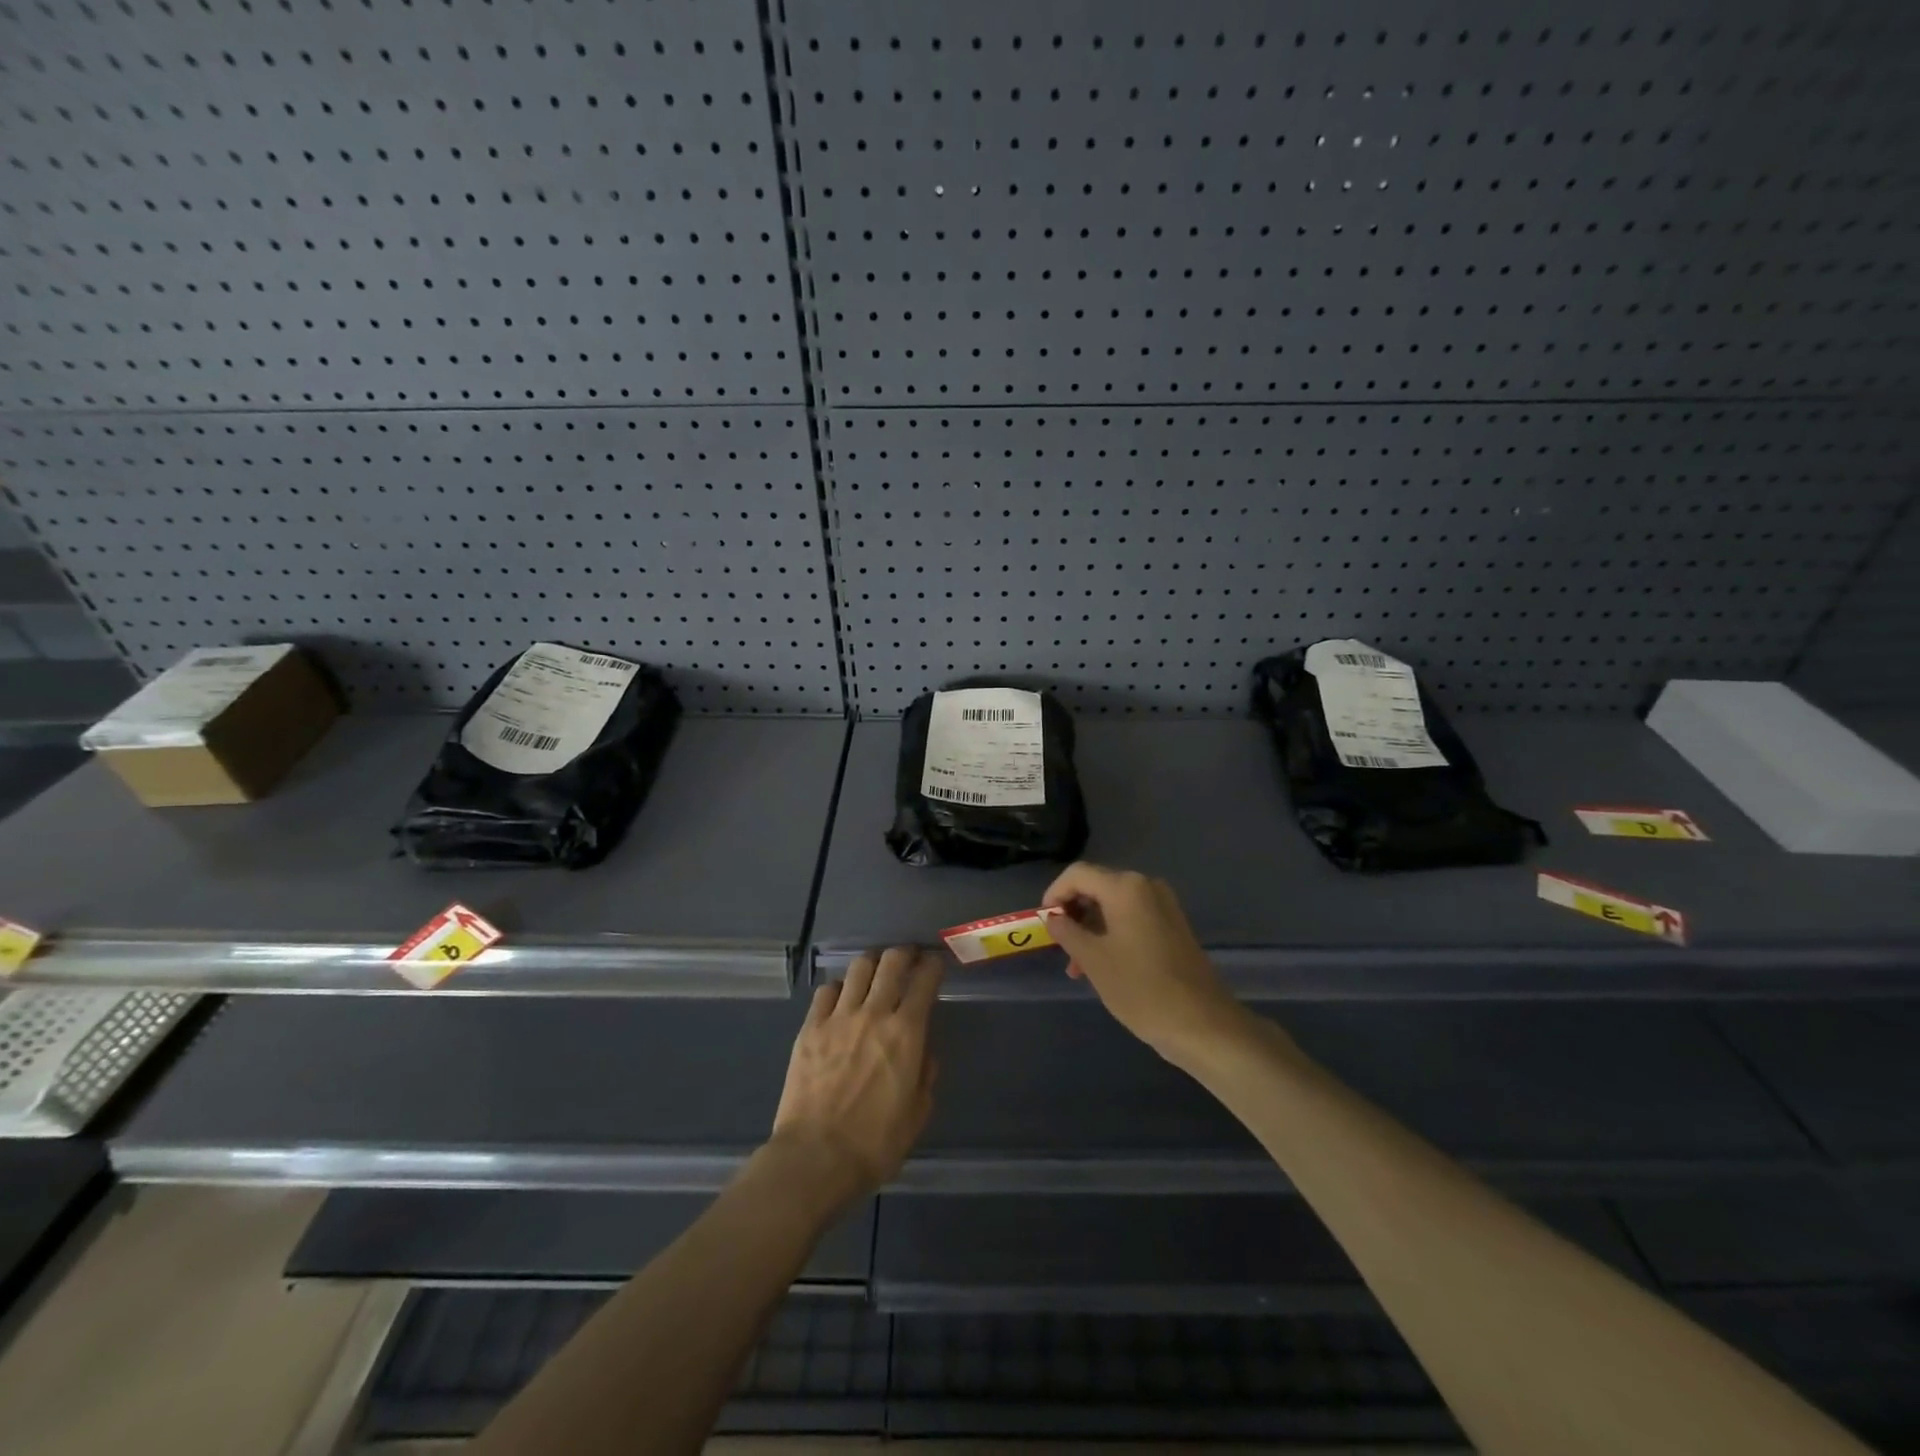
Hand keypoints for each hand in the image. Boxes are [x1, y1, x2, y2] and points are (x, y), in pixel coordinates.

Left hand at [769, 946, 941, 1209]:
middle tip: (909, 959)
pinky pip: (826, 991)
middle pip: (892, 961)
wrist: (815, 1158)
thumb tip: (924, 1052)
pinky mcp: (810, 1028)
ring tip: (875, 972)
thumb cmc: (874, 1144)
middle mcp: (874, 1013)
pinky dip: (839, 988)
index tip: (936, 964)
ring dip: (872, 964)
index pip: (926, 979)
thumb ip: (925, 1075)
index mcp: (907, 1032)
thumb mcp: (917, 1114)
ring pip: (858, 967)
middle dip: (905, 953)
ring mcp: (838, 1017)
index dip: (934, 964)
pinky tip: (841, 999)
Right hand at [1042, 862, 1242, 1062]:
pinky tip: (1103, 965)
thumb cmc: (1141, 988)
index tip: (1043, 922)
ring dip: (1091, 928)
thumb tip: (1054, 918)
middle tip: (1059, 946)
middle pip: (1097, 887)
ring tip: (1078, 967)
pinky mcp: (1173, 926)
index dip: (1054, 894)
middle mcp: (1146, 887)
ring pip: (1114, 906)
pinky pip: (1133, 918)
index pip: (1077, 874)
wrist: (1202, 1023)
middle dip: (1074, 913)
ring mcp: (1163, 906)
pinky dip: (1112, 934)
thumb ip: (1068, 932)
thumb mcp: (1093, 960)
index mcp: (1125, 887)